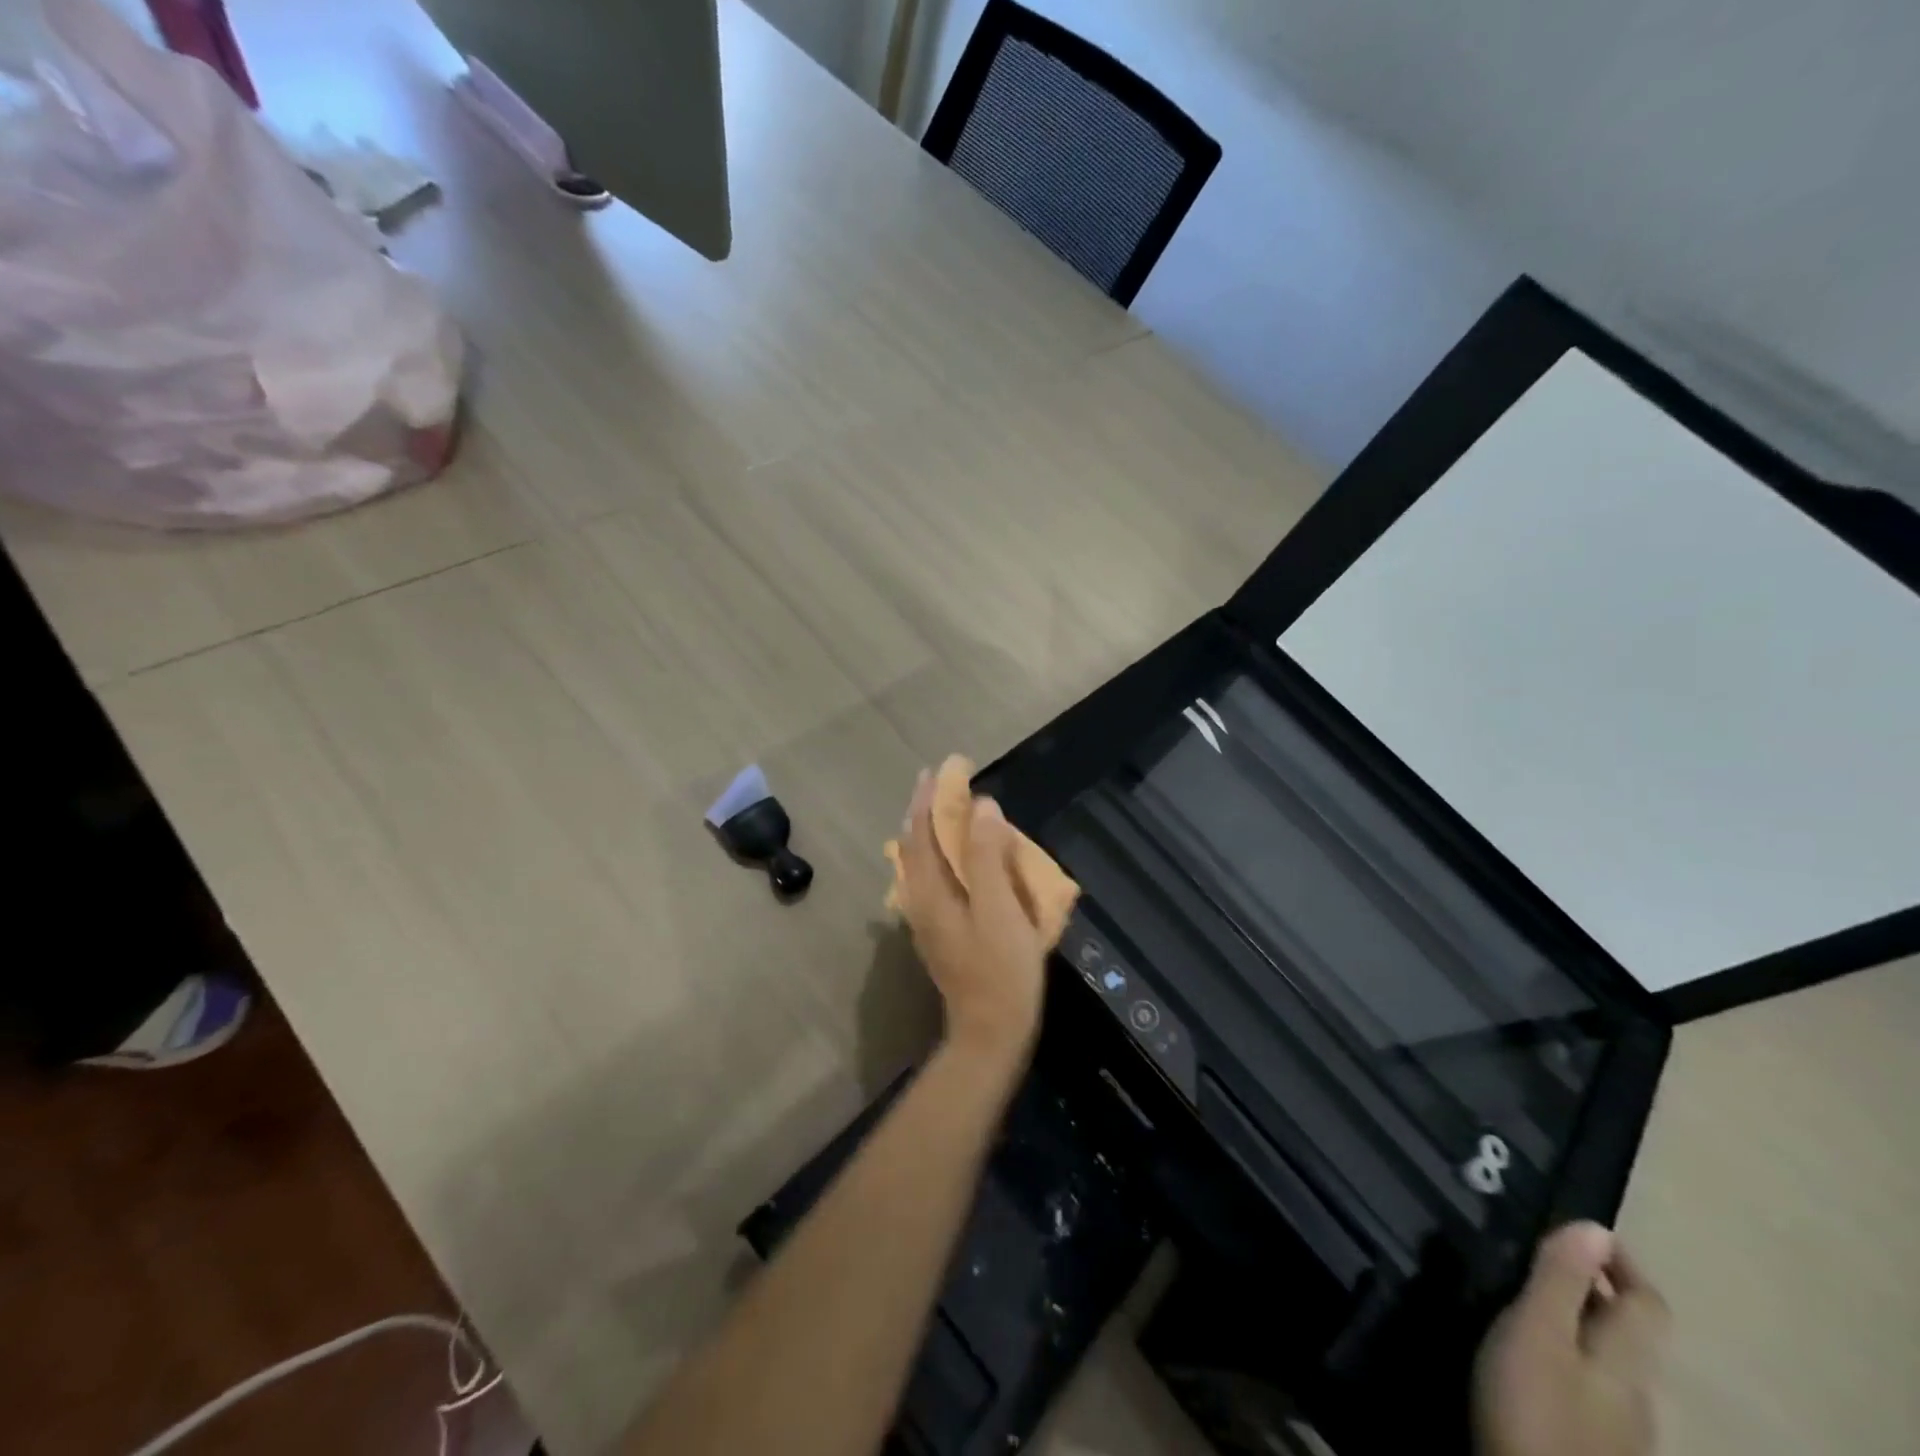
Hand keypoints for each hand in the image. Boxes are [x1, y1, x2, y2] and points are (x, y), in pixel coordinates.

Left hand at [897, 769, 1047, 1066]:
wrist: (991, 1034)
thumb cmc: (1000, 970)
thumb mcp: (1000, 909)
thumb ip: (988, 857)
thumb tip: (982, 807)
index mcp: (930, 891)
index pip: (921, 832)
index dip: (930, 798)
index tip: (941, 769)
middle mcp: (920, 901)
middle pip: (915, 845)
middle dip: (927, 810)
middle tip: (944, 782)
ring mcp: (927, 920)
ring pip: (922, 864)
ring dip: (932, 832)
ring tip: (949, 811)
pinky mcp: (941, 933)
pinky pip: (934, 881)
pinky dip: (943, 857)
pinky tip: (958, 859)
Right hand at [1474, 1222, 1669, 1455]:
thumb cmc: (1536, 1407)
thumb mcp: (1537, 1331)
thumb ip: (1562, 1279)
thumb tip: (1595, 1226)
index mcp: (1628, 1360)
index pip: (1649, 1303)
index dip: (1622, 1262)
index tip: (1578, 1230)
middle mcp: (1637, 1394)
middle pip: (1628, 1334)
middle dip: (1590, 1291)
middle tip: (1536, 1258)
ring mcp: (1619, 1431)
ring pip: (1606, 1362)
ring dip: (1574, 1324)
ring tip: (1522, 1301)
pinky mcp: (1591, 1449)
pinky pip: (1589, 1388)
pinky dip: (1564, 1358)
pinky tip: (1526, 1360)